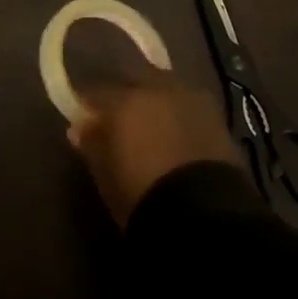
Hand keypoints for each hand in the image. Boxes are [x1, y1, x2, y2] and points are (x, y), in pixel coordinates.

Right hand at [67, 66, 237, 226]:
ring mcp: (190, 98)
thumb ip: (91, 143)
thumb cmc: (142, 194)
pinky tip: (176, 137)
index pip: (97, 92)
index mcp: (123, 98)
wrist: (204, 215)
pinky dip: (179, 118)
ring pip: (164, 92)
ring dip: (156, 105)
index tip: (85, 120)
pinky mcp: (217, 117)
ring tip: (151, 129)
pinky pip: (188, 108)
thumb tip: (80, 127)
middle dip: (126, 98)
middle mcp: (156, 87)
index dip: (90, 106)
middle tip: (120, 122)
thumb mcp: (105, 174)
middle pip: (134, 83)